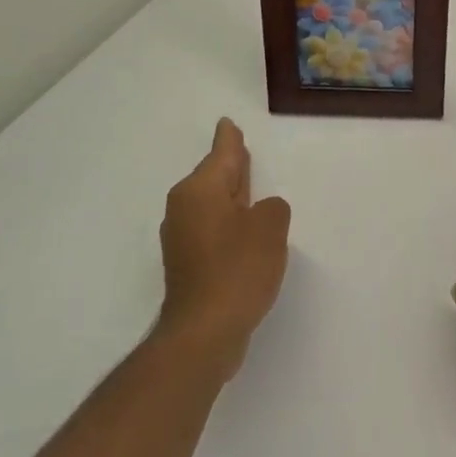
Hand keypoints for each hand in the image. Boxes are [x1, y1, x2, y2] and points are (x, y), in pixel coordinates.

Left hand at [156, 118, 291, 378]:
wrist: (204, 333)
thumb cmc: (237, 269)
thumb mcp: (270, 228)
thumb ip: (272, 208)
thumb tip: (261, 211)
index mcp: (200, 190)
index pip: (221, 153)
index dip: (229, 139)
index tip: (227, 124)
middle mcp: (184, 208)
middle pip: (213, 177)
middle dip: (229, 166)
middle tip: (242, 151)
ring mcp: (182, 238)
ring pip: (212, 204)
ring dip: (231, 198)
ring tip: (251, 189)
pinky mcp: (187, 264)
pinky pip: (212, 228)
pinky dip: (228, 223)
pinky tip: (245, 231)